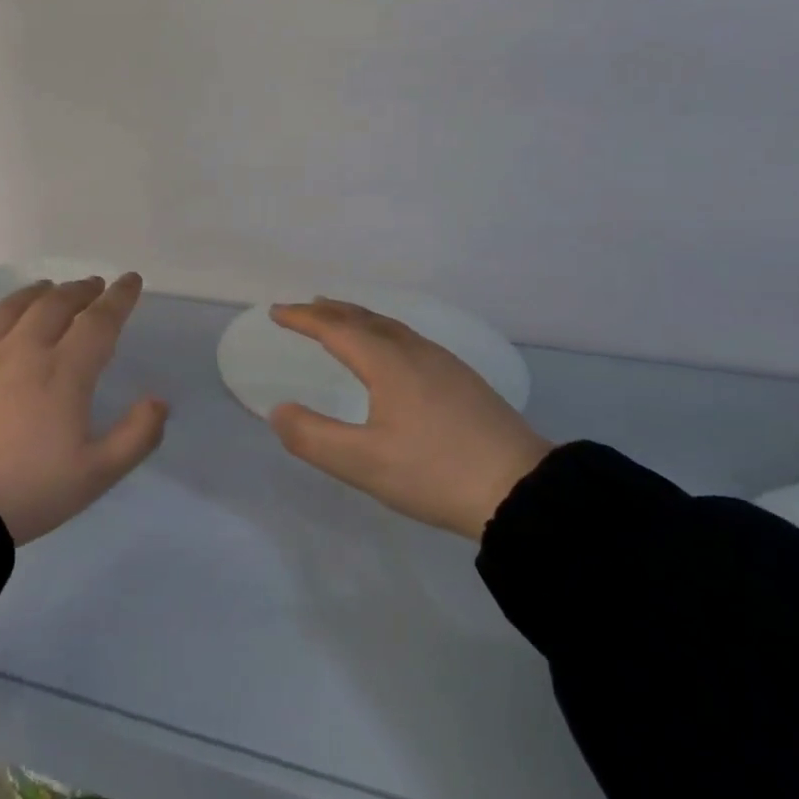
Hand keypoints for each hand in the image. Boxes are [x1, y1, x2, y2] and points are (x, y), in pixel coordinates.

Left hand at [0, 275, 168, 544]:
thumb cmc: (27, 489)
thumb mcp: (95, 475)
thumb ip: (136, 437)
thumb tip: (159, 401)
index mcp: (65, 372)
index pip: (99, 321)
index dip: (119, 298)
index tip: (131, 280)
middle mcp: (26, 349)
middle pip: (57, 303)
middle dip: (82, 289)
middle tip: (95, 285)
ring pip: (18, 305)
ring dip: (43, 291)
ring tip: (53, 288)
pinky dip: (5, 307)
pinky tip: (7, 312)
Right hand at [266, 299, 551, 540]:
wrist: (523, 491)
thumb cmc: (435, 473)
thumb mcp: (363, 463)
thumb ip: (312, 437)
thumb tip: (278, 410)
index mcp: (389, 364)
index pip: (336, 329)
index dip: (303, 318)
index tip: (275, 312)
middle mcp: (416, 353)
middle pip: (366, 319)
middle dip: (331, 311)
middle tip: (305, 307)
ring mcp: (445, 365)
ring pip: (393, 328)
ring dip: (360, 319)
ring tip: (342, 321)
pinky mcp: (464, 382)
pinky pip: (411, 341)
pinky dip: (385, 334)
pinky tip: (393, 354)